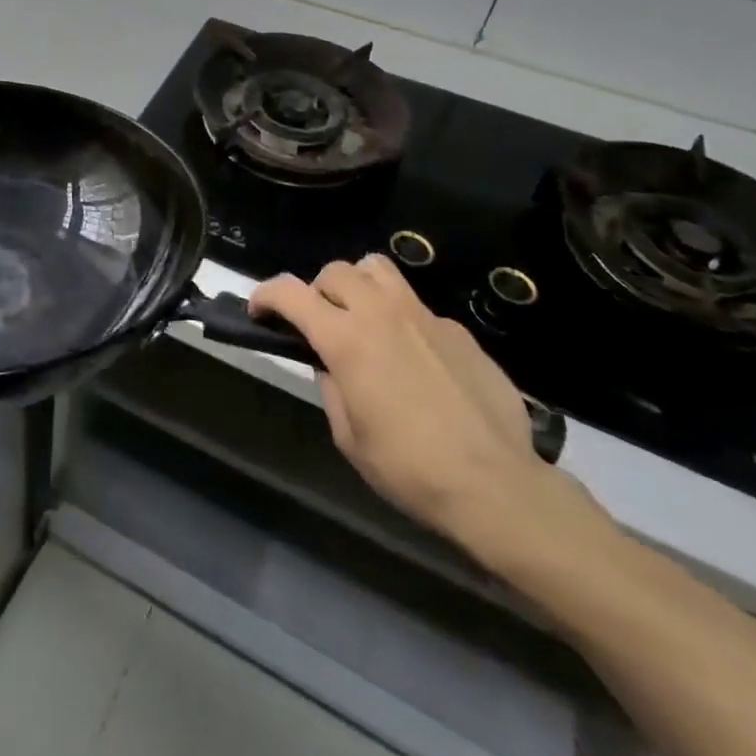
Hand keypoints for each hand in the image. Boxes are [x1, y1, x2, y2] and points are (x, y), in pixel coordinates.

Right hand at [251, 255, 584, 552]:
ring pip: (377, 269)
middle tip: (318, 324)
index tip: (259, 311)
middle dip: (316, 291)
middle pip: (335, 271)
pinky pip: (417, 306)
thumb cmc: (409, 468)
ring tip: (362, 319)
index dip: (265, 295)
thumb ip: (331, 384)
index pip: (290, 292)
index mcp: (346, 339)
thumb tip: (329, 361)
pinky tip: (415, 360)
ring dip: (358, 286)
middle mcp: (381, 314)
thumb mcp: (348, 435)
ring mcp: (424, 317)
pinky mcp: (458, 330)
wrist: (496, 486)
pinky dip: (401, 319)